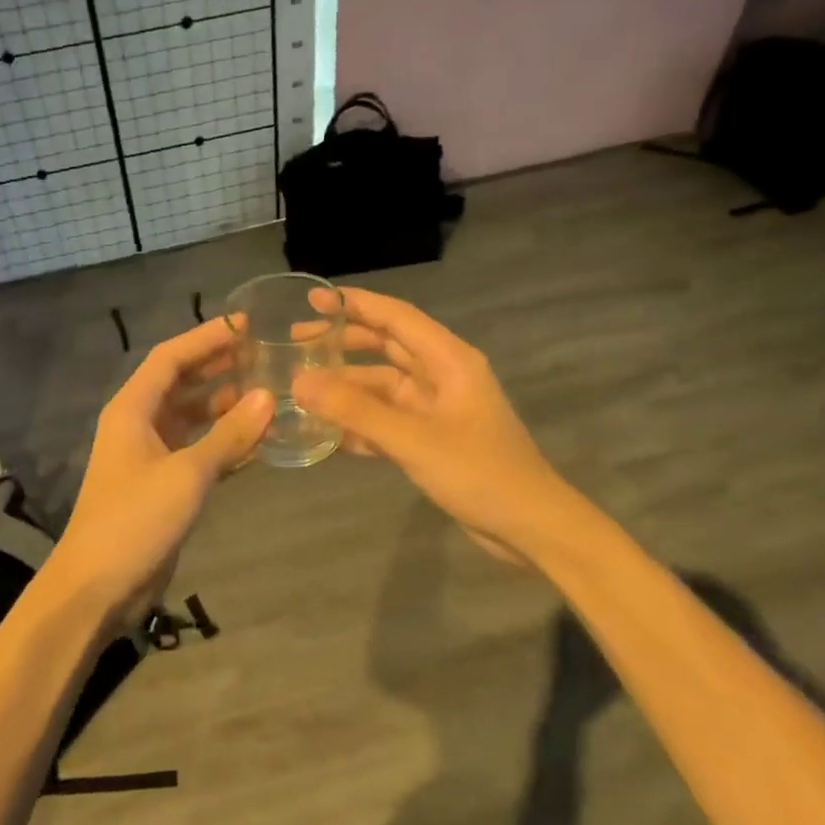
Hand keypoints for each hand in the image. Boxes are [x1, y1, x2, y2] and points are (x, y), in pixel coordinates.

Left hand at [46, 318, 271, 629]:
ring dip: (225, 405)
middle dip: (219, 367)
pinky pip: (198, 450)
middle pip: (181, 383)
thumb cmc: (135, 520)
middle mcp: (139, 424)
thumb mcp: (187, 474)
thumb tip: (269, 396)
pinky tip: (258, 440)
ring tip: (269, 392)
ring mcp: (151, 456)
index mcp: (132, 409)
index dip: (207, 337)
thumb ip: (229, 435)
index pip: (171, 357)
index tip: (246, 324)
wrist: (98, 586)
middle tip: (266, 355)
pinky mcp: (163, 485)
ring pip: (192, 417)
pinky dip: (224, 442)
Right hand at [291, 288, 558, 565]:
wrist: (527, 526)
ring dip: (346, 388)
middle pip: (386, 348)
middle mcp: (442, 377)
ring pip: (383, 387)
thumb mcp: (412, 439)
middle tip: (297, 344)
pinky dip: (359, 424)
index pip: (396, 318)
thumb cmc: (478, 472)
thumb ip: (355, 410)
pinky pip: (387, 422)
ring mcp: (436, 410)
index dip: (355, 304)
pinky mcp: (430, 441)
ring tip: (301, 390)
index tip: (313, 299)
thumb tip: (299, 382)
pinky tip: (325, 432)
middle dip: (344, 343)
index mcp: (449, 361)